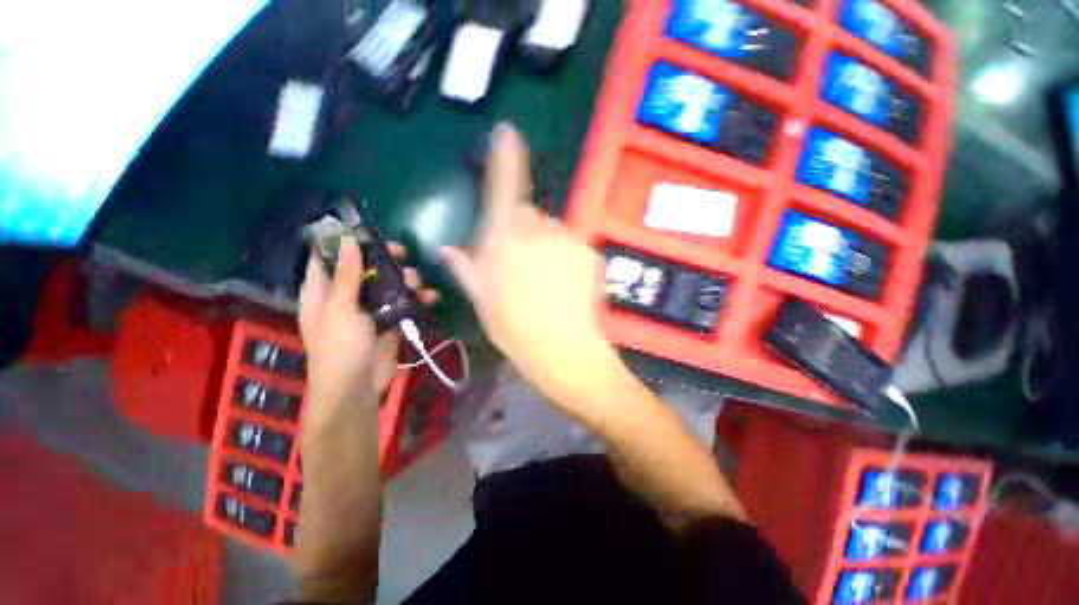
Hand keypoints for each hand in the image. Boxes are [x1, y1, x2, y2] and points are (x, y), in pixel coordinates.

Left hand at [298, 240, 438, 434]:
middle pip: (363, 270)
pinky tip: (430, 297)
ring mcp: (368, 311)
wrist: (358, 387)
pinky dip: (416, 300)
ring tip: (418, 281)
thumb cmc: (340, 348)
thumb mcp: (340, 309)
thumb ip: (346, 276)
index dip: (342, 244)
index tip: (366, 233)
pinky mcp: (388, 323)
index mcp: (322, 293)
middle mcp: (344, 299)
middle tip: (402, 253)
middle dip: (383, 261)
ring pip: (386, 286)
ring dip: (405, 280)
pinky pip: (402, 305)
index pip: (325, 260)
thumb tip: (348, 242)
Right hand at [440, 123, 616, 410]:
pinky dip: (565, 256)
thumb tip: (446, 249)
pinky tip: (564, 284)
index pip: (505, 189)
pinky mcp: (589, 251)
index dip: (506, 159)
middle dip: (522, 231)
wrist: (563, 350)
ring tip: (545, 282)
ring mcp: (567, 239)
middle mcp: (536, 230)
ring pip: (551, 231)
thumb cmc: (515, 329)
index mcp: (504, 240)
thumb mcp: (483, 300)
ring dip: (545, 246)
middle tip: (522, 266)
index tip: (508, 132)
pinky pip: (572, 244)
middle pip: (528, 214)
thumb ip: (466, 268)